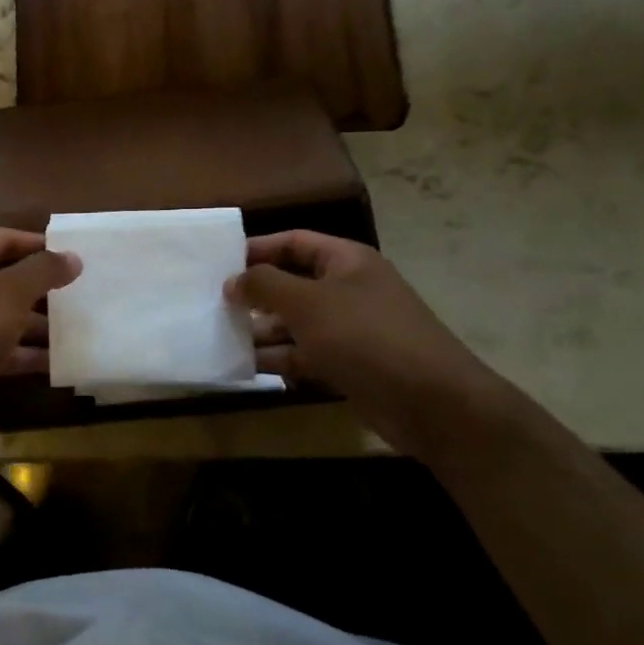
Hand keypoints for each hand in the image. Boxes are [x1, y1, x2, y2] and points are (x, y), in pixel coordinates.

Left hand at [0, 229, 80, 447]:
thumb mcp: (8, 293)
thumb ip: (43, 272)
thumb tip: (73, 256)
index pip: (3, 238)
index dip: (37, 243)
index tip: (73, 255)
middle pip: (6, 279)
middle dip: (42, 287)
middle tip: (83, 294)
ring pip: (5, 318)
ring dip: (39, 325)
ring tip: (79, 330)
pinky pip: (0, 351)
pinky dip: (26, 355)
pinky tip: (58, 364)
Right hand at [226, 231, 509, 454]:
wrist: (431, 402)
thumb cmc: (366, 337)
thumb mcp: (308, 303)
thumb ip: (265, 285)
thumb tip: (232, 280)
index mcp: (346, 261)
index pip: (294, 242)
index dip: (257, 248)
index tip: (218, 263)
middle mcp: (348, 290)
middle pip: (292, 283)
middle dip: (254, 294)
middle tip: (212, 304)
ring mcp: (349, 330)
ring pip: (295, 324)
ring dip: (261, 331)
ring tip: (219, 337)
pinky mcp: (348, 365)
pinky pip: (305, 355)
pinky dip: (278, 359)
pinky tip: (245, 366)